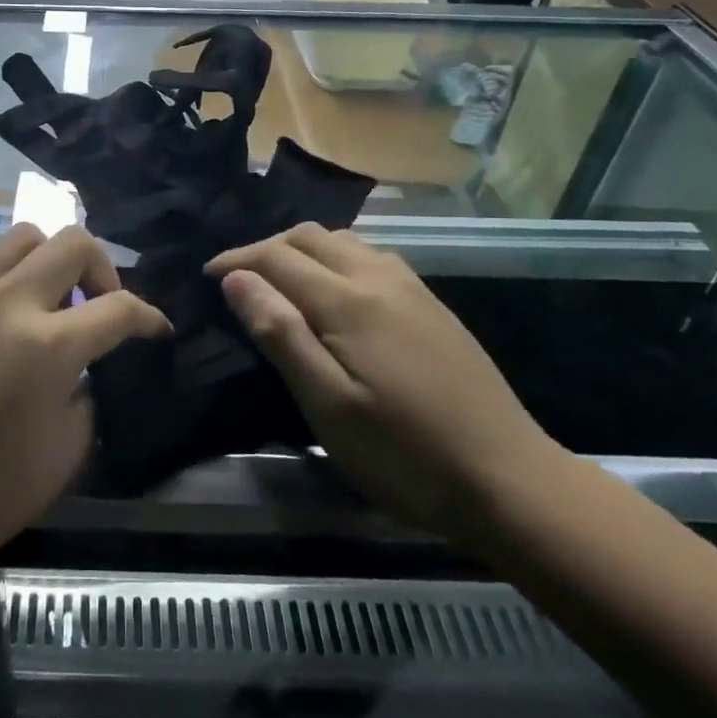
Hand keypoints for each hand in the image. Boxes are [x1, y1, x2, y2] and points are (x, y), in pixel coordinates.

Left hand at [0, 226, 169, 581]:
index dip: (149, 318)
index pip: (120, 308)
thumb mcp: (67, 451)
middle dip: (104, 270)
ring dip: (51, 260)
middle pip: (75, 243)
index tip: (156, 330)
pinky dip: (0, 267)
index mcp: (48, 347)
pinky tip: (1, 301)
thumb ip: (89, 393)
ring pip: (23, 236)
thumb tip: (89, 365)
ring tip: (50, 299)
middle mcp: (8, 303)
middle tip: (100, 307)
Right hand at [209, 224, 561, 537]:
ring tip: (280, 282)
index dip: (237, 260)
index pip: (278, 257)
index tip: (207, 276)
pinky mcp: (432, 305)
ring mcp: (412, 288)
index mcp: (349, 301)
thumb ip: (280, 334)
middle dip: (266, 248)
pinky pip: (372, 258)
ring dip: (303, 250)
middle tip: (239, 280)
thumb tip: (237, 279)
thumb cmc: (404, 453)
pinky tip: (335, 293)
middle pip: (311, 236)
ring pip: (345, 242)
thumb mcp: (328, 405)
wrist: (509, 480)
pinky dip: (337, 259)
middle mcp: (380, 278)